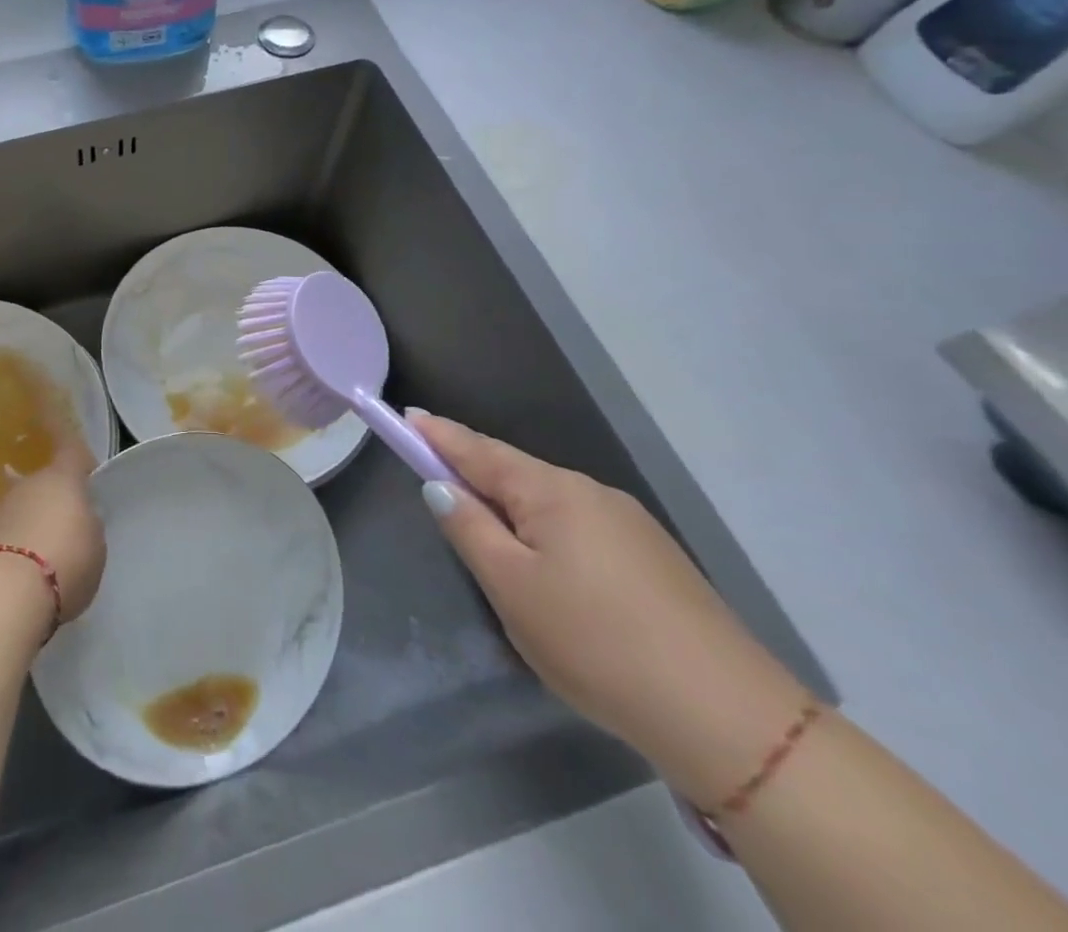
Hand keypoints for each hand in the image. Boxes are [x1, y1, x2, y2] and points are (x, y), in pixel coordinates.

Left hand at [0, 437, 105, 625]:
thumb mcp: (96, 543)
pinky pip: (8, 531)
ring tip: (45, 554)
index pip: (70, 449)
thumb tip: (79, 517)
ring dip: (33, 522)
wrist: (9, 591)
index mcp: (62, 478)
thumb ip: (88, 523)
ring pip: (24, 507)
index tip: (83, 464)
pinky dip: (16, 544)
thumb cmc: (67, 560)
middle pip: (45, 483)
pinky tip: (25, 569)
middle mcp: (29, 483)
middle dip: (54, 500)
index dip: (76, 454)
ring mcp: (2, 507)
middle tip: (67, 527)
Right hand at [412, 411, 809, 808]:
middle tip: (437, 489)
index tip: (405, 415)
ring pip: (549, 505)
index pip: (477, 450)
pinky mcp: (655, 560)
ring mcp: (630, 525)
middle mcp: (591, 493)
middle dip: (474, 476)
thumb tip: (440, 486)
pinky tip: (550, 573)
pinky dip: (546, 534)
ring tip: (492, 546)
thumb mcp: (512, 588)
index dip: (437, 434)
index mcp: (551, 491)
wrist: (729, 718)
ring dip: (512, 510)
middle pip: (514, 473)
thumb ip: (469, 529)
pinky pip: (579, 529)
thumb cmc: (596, 642)